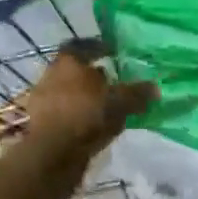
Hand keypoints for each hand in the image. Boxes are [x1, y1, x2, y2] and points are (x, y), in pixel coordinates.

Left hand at [18, 41, 157, 159]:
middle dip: (94, 77)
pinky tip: (94, 127)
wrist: (51, 152)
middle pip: (75, 71)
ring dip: (87, 99)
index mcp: (68, 62)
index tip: (113, 52)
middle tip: (114, 83)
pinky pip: (66, 115)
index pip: (83, 46)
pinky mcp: (42, 125)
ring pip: (70, 94)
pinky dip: (80, 118)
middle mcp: (51, 76)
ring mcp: (43, 101)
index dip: (99, 47)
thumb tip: (155, 88)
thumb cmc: (85, 115)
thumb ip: (136, 94)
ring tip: (108, 108)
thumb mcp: (118, 102)